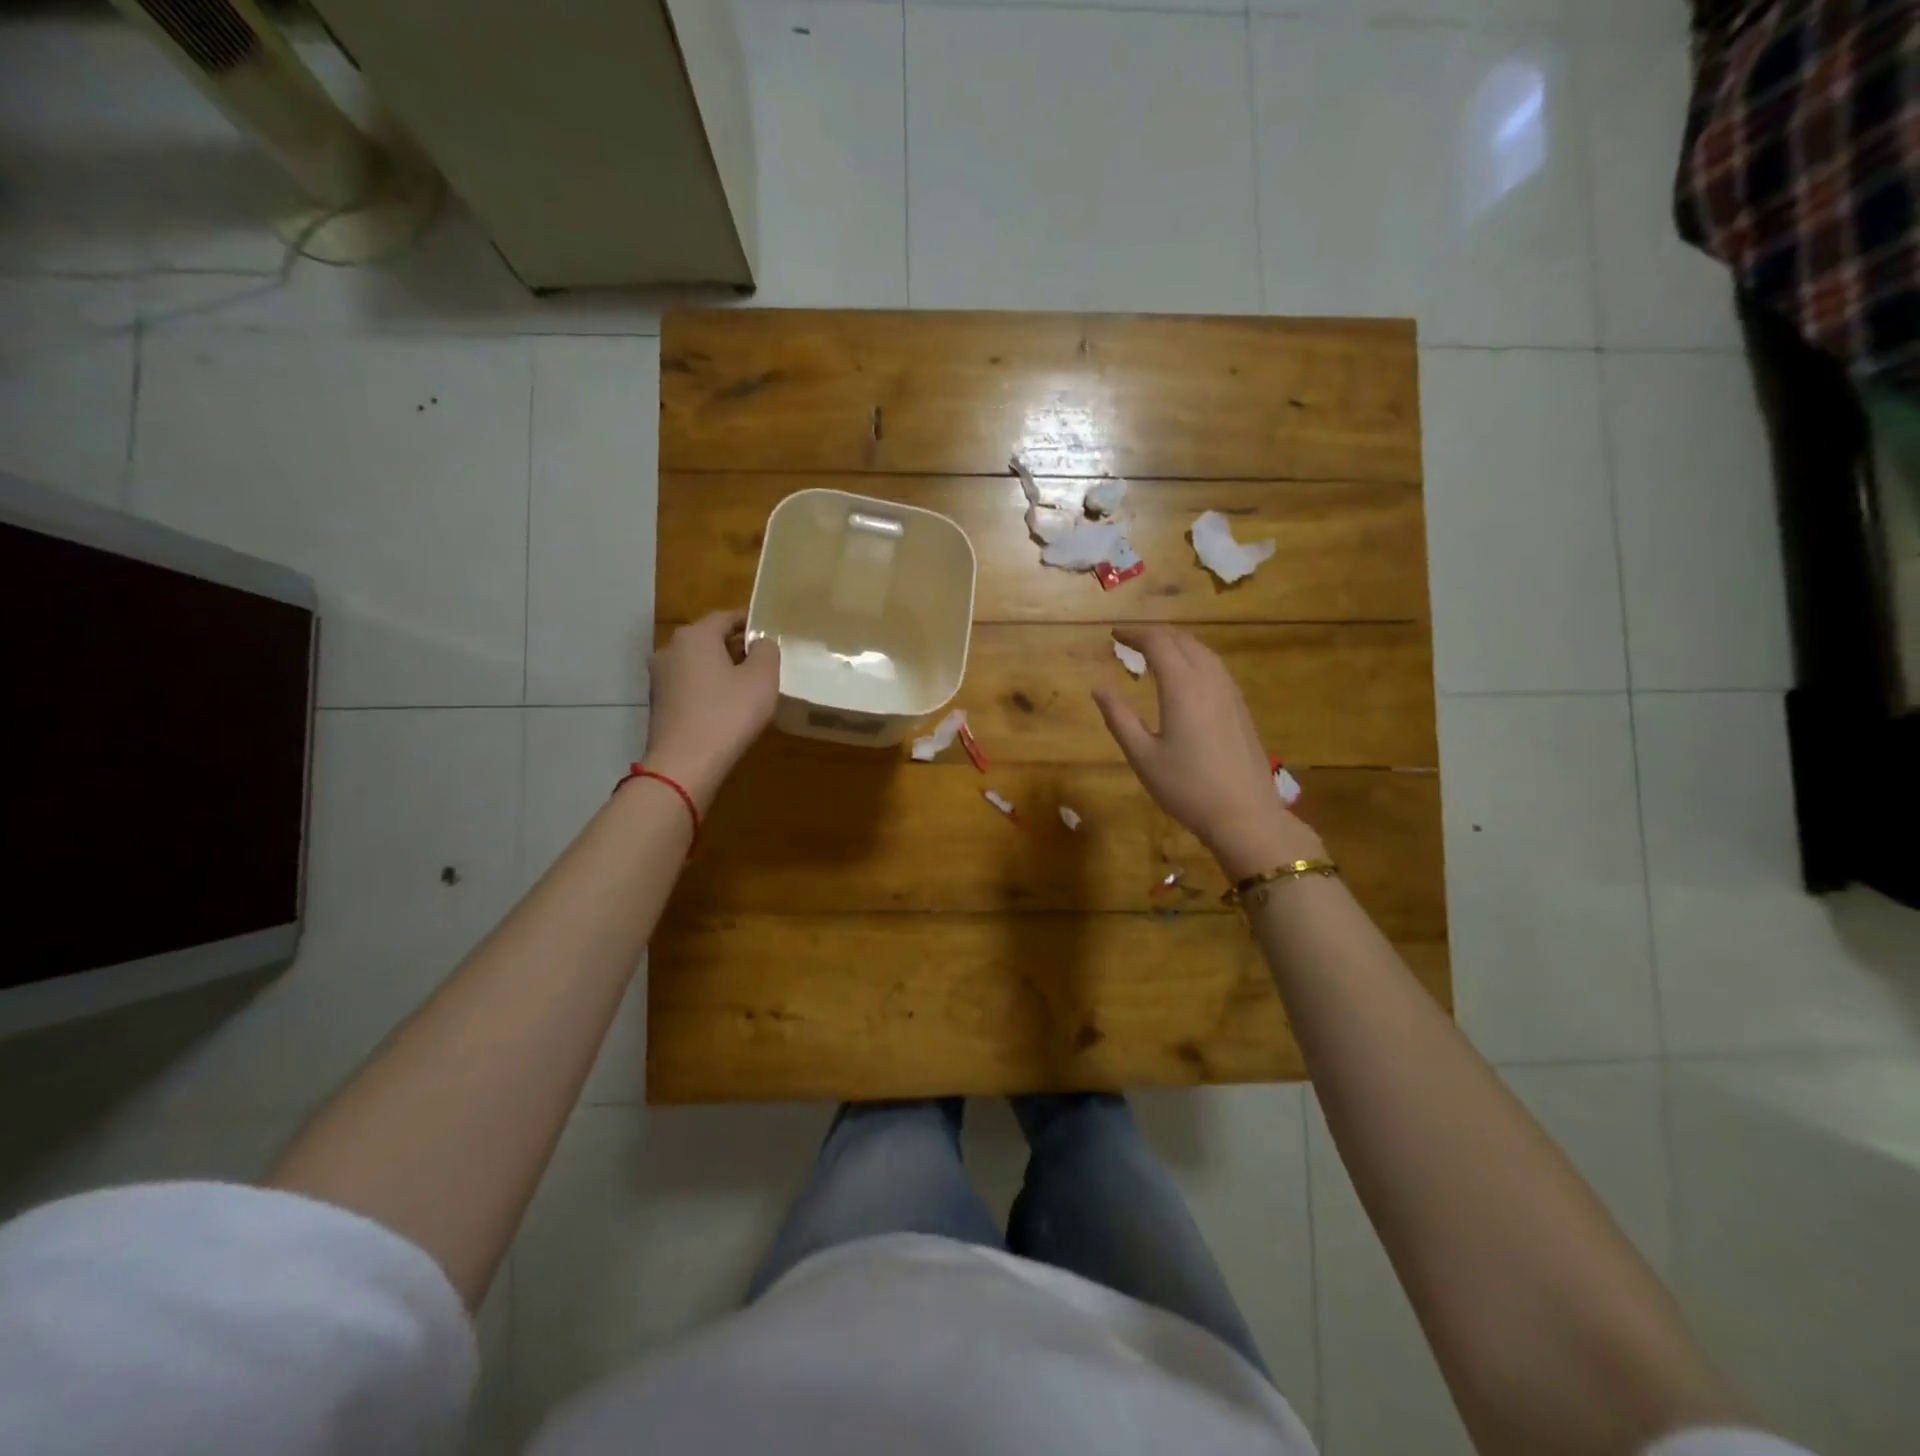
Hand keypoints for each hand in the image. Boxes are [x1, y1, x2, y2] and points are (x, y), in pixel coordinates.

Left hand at [641, 611, 780, 809]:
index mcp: (695, 636)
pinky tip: (726, 707)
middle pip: (710, 639)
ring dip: (722, 669)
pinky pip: (690, 685)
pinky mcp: (659, 703)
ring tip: (748, 686)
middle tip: (764, 661)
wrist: (684, 764)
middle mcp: (671, 649)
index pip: (726, 617)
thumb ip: (767, 651)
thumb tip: (761, 642)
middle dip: (736, 646)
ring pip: (698, 663)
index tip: (770, 630)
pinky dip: (708, 688)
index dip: (750, 621)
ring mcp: (660, 677)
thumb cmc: (728, 714)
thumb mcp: (762, 679)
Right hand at [1092, 625, 1323, 878]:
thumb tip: (1099, 688)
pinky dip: (1194, 658)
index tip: (1114, 634)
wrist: (1244, 815)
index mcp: (1182, 687)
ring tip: (1155, 651)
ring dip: (1177, 643)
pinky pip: (1215, 667)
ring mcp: (1230, 693)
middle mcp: (1209, 680)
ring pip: (1203, 651)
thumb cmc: (1186, 787)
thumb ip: (1119, 717)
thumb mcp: (1142, 756)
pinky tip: (1185, 675)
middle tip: (1130, 639)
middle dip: (1155, 634)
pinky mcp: (1240, 707)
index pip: (1158, 643)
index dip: (1134, 634)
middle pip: (1183, 640)